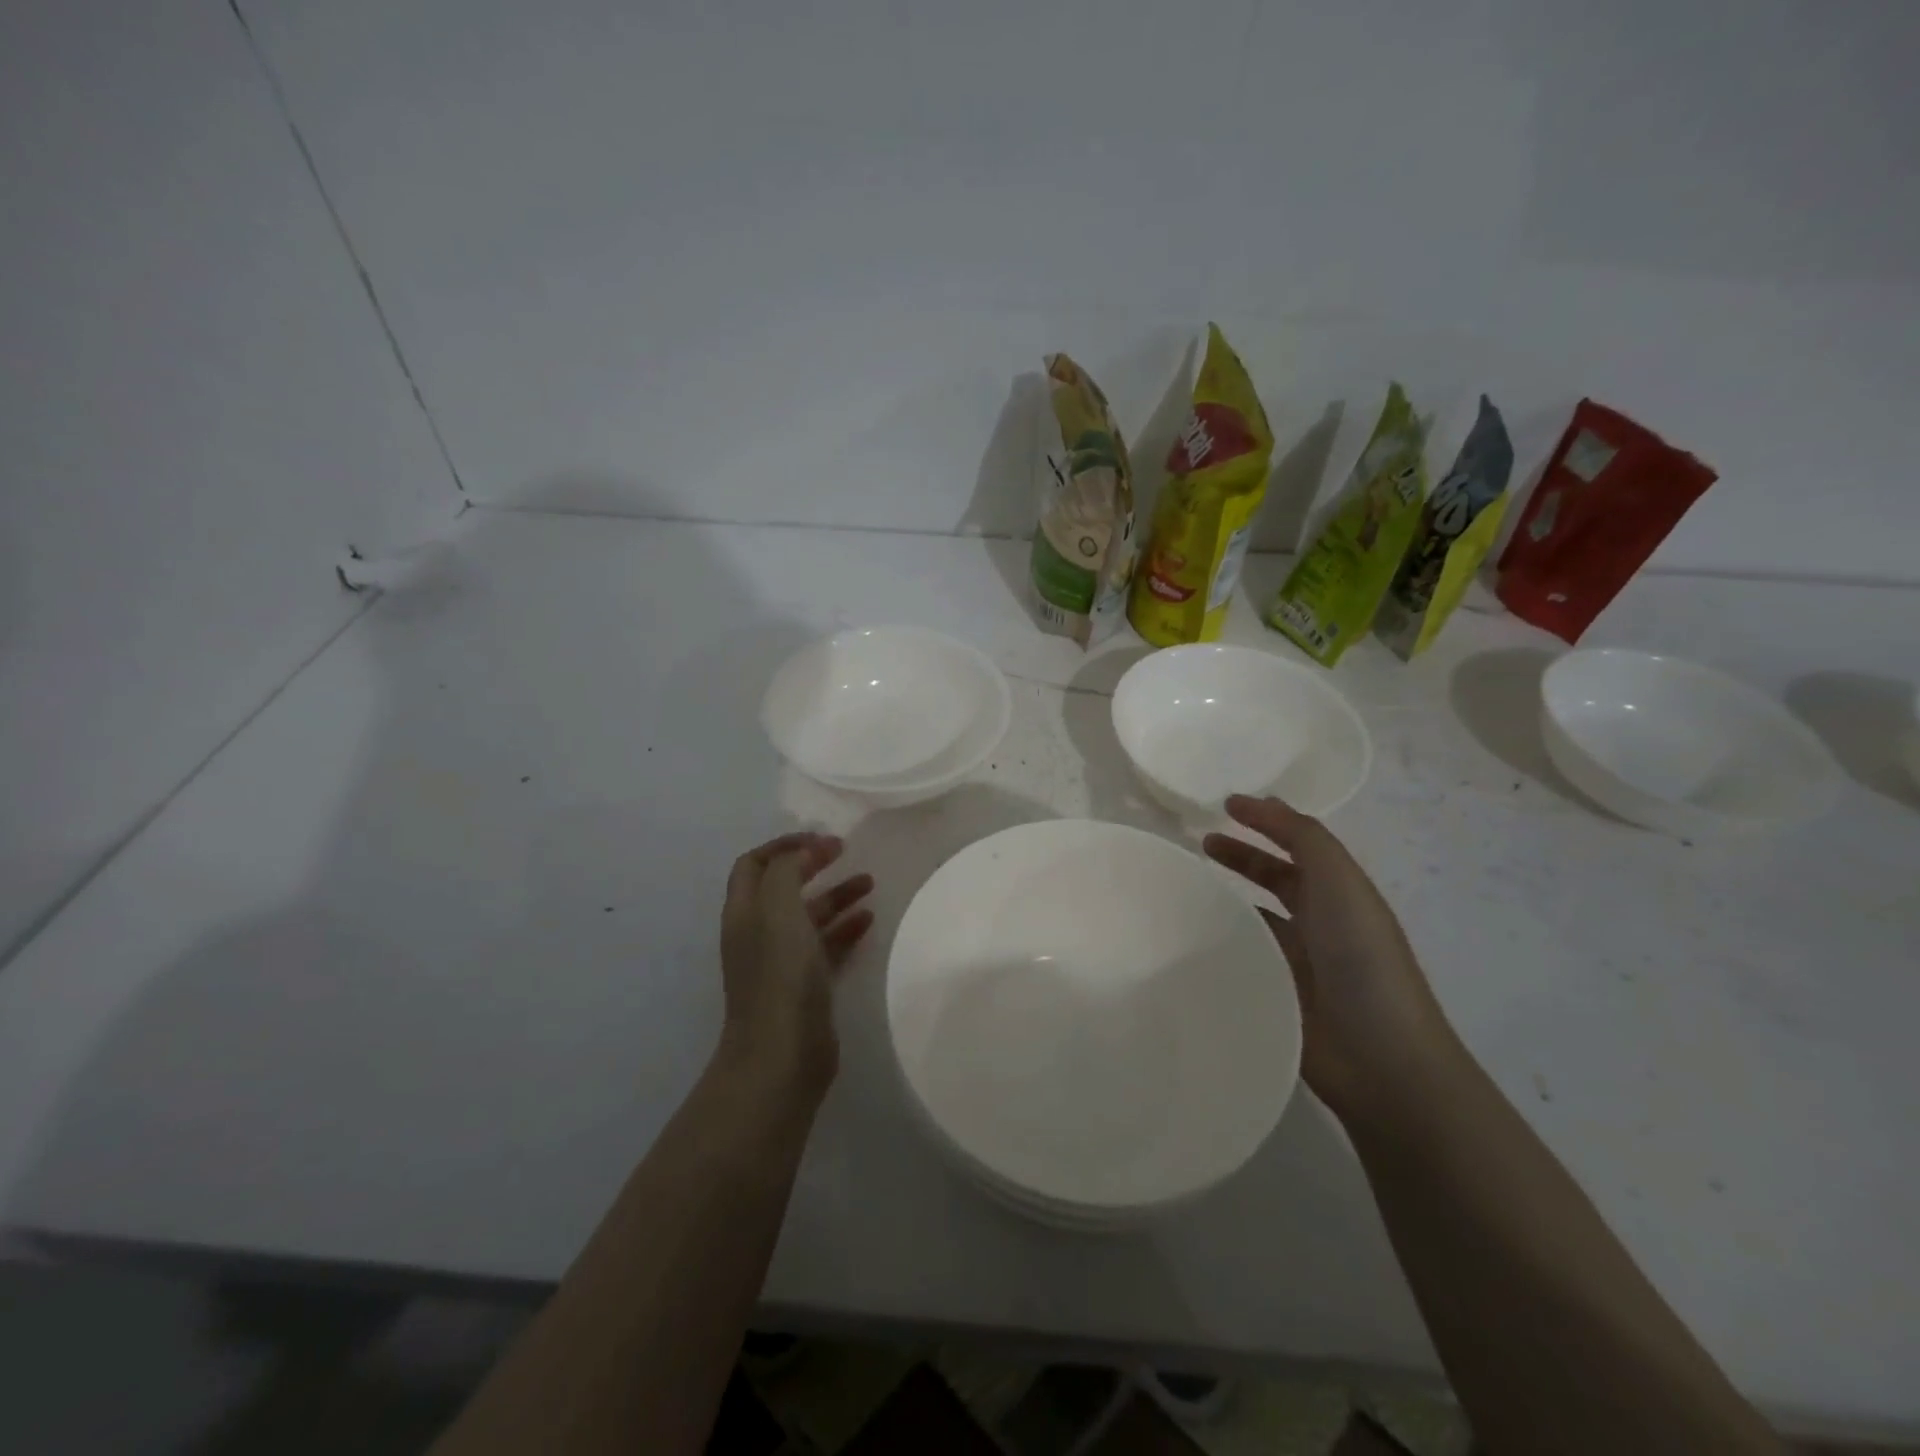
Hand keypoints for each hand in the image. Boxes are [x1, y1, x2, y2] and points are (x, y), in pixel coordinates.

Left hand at [719, 832, 874, 1093]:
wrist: (782, 1056)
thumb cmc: (779, 976)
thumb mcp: (778, 911)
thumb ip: (786, 871)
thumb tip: (805, 851)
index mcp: (744, 912)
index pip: (754, 864)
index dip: (784, 845)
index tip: (822, 839)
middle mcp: (758, 932)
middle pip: (783, 887)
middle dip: (813, 865)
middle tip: (846, 852)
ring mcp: (781, 961)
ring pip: (808, 916)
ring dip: (835, 894)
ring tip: (869, 882)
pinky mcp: (805, 985)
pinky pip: (826, 946)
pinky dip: (845, 928)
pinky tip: (869, 919)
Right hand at [1204, 796, 1461, 1124]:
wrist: (1379, 1056)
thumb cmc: (1361, 958)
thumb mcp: (1340, 881)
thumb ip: (1303, 837)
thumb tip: (1261, 803)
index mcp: (1342, 893)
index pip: (1300, 844)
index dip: (1265, 821)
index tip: (1222, 805)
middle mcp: (1322, 922)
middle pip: (1276, 877)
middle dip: (1242, 856)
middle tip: (1198, 844)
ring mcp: (1300, 961)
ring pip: (1257, 917)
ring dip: (1227, 898)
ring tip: (1186, 888)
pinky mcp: (1278, 994)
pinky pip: (1245, 956)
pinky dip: (1223, 941)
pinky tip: (1191, 937)